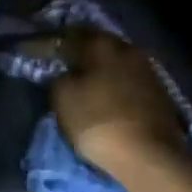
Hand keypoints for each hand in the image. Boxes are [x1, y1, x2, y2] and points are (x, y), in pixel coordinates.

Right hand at [49, 27, 186, 181]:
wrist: (148, 155)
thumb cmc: (98, 121)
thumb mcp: (62, 97)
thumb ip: (58, 78)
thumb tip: (65, 73)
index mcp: (102, 44)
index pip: (69, 35)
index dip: (48, 43)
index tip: (32, 51)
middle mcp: (127, 49)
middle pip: (96, 44)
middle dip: (76, 50)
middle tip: (57, 59)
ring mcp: (147, 70)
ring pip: (114, 61)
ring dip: (96, 66)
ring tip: (79, 76)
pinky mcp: (158, 93)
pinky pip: (126, 79)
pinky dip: (111, 81)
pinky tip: (102, 91)